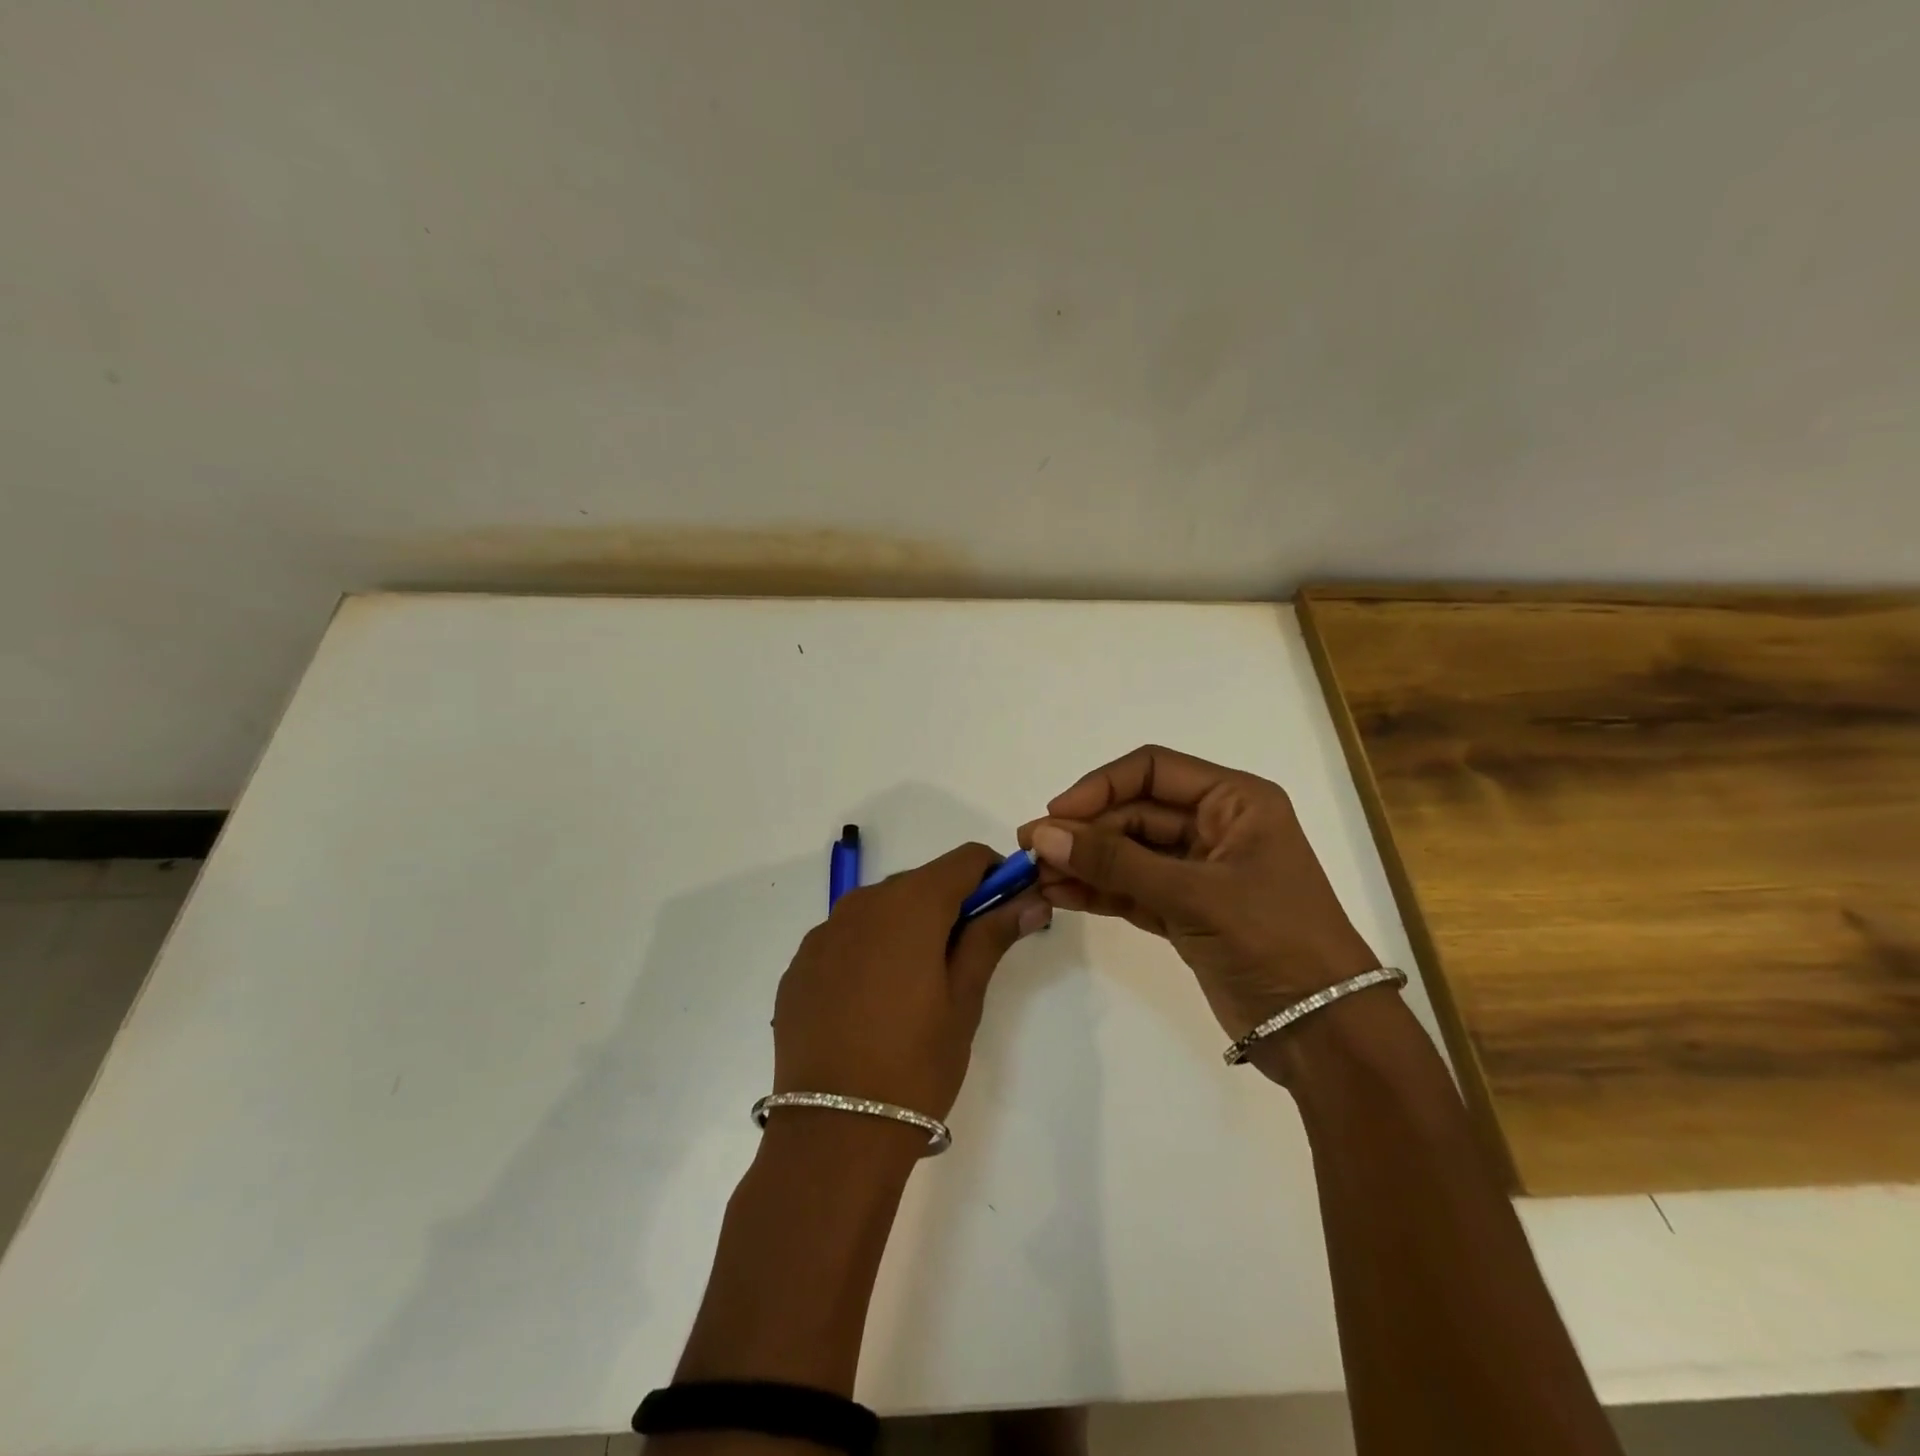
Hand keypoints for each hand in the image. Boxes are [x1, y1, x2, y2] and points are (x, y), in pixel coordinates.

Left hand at [772, 843, 1050, 1122]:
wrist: (832, 1132)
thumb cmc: (916, 1064)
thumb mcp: (964, 999)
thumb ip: (992, 936)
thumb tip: (1030, 900)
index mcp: (910, 905)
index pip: (965, 859)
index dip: (995, 874)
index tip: (1008, 908)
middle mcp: (861, 903)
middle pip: (921, 882)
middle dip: (952, 905)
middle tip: (969, 956)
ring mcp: (823, 934)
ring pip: (881, 909)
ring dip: (909, 927)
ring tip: (919, 985)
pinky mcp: (800, 965)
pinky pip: (846, 938)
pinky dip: (870, 951)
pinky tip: (873, 1002)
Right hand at [1019, 745, 1378, 1039]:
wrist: (1323, 1031)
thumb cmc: (1272, 939)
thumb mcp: (1192, 893)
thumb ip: (1115, 862)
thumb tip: (1044, 835)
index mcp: (1234, 800)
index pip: (1152, 770)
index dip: (1099, 786)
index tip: (1056, 814)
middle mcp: (1215, 826)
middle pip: (1134, 812)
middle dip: (1084, 831)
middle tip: (1031, 851)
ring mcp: (1199, 871)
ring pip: (1128, 852)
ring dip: (1084, 863)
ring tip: (1034, 876)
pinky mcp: (1186, 911)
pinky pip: (1132, 888)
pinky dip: (1098, 891)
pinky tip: (1059, 896)